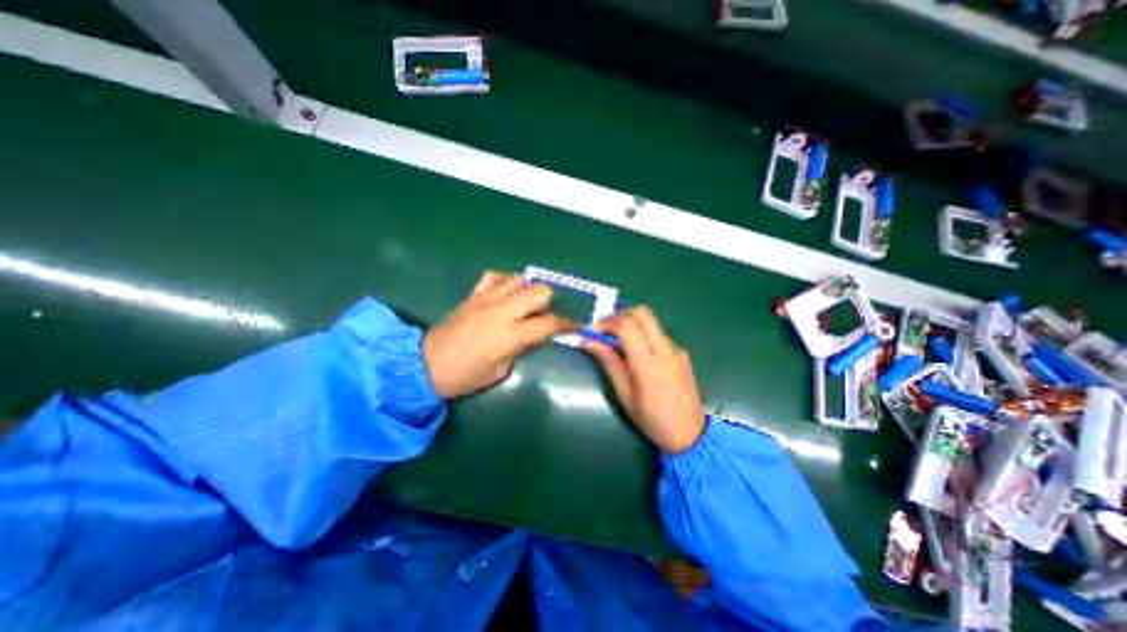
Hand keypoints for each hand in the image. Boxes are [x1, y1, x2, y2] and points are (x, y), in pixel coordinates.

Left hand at [427, 270, 575, 397]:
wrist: (426, 365)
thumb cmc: (466, 376)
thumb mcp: (501, 371)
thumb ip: (522, 348)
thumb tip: (536, 335)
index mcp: (510, 335)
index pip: (548, 323)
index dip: (566, 324)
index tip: (573, 326)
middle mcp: (502, 311)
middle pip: (539, 291)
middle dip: (550, 302)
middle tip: (545, 315)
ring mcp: (486, 299)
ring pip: (519, 280)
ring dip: (527, 291)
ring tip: (524, 304)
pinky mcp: (472, 295)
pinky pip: (493, 277)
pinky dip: (504, 282)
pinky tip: (504, 294)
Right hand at [582, 306, 700, 453]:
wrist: (691, 434)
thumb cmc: (651, 419)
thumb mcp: (624, 394)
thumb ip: (609, 362)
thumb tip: (589, 341)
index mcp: (647, 363)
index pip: (627, 325)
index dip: (607, 322)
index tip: (593, 331)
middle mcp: (665, 349)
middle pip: (642, 313)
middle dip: (619, 316)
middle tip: (605, 331)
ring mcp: (676, 349)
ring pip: (651, 321)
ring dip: (631, 324)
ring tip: (618, 343)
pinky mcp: (681, 352)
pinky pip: (658, 334)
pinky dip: (643, 334)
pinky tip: (638, 354)